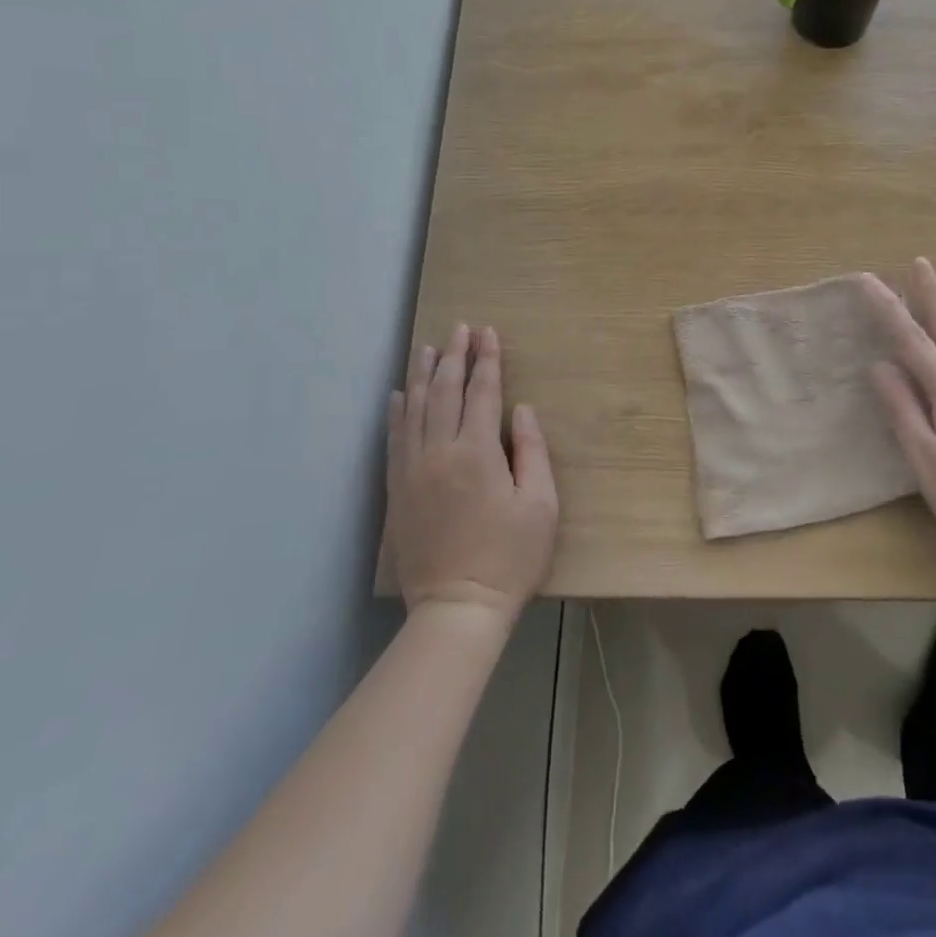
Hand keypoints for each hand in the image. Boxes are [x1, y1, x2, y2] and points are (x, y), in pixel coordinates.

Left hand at [387, 324, 557, 618]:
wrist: (457, 608)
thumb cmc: (510, 556)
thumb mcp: (541, 505)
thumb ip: (532, 451)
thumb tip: (521, 410)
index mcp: (478, 452)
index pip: (482, 392)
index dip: (487, 360)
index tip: (489, 333)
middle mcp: (440, 452)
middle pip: (445, 392)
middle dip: (455, 356)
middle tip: (461, 328)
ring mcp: (414, 471)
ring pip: (415, 409)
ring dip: (423, 375)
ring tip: (428, 348)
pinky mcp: (398, 491)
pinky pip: (394, 439)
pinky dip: (397, 412)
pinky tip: (400, 395)